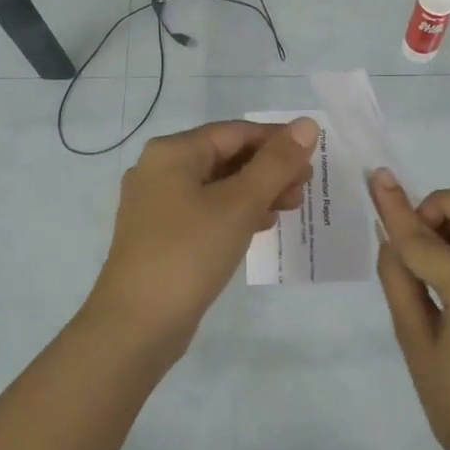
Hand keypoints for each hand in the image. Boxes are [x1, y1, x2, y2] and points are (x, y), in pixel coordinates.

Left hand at [84, 117, 319, 355]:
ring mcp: (156, 204)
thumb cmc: (189, 253)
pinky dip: (235, 212)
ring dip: (256, 191)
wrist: (136, 325)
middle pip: (226, 156)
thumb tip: (307, 125)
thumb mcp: (240, 204)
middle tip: (304, 188)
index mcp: (173, 152)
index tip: (313, 156)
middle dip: (269, 168)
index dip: (277, 140)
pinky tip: (261, 225)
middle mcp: (159, 169)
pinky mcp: (160, 234)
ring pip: (217, 185)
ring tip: (290, 207)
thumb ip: (276, 163)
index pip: (235, 132)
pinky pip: (205, 210)